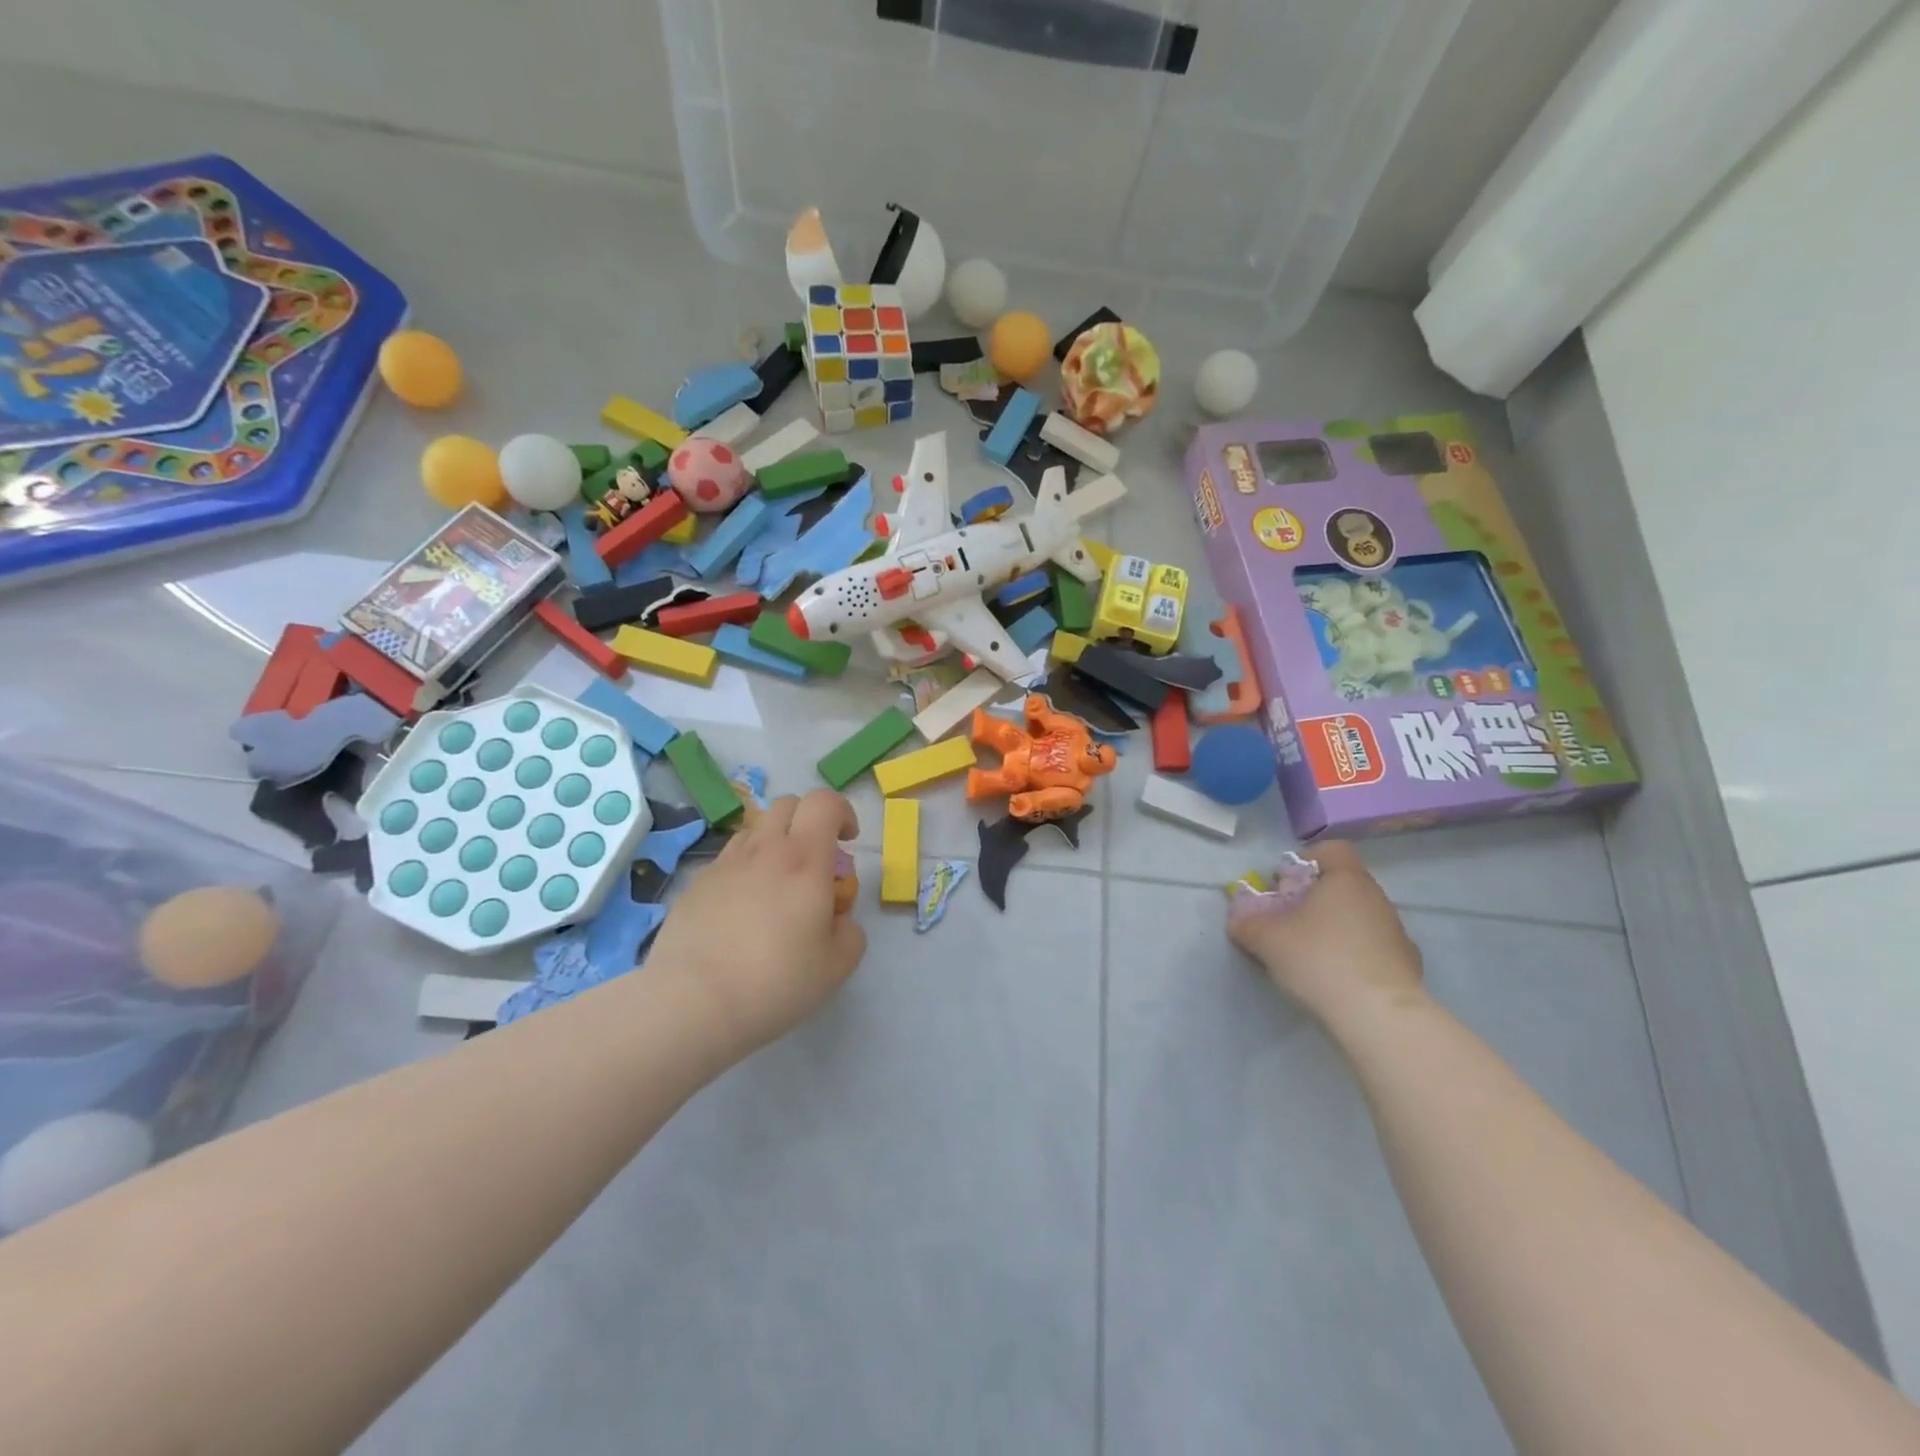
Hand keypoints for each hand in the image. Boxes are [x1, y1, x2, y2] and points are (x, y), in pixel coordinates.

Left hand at [649, 790, 866, 1058]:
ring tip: (777, 886)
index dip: (842, 812)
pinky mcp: (695, 885)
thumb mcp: (837, 965)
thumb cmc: (775, 982)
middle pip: (788, 804)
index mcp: (805, 860)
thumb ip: (849, 931)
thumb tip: (836, 918)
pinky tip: (741, 913)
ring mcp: (724, 864)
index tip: (847, 842)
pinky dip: (744, 871)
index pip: (825, 802)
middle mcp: (764, 850)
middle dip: (809, 821)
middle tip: (815, 861)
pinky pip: (728, 861)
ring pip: (755, 830)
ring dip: (775, 844)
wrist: (691, 1003)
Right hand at [1228, 842, 1423, 1022]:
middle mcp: (1376, 897)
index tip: (1285, 885)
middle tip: (1290, 922)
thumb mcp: (1265, 939)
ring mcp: (1396, 931)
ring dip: (1336, 927)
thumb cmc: (1319, 959)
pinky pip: (1374, 947)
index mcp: (1346, 879)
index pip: (1331, 850)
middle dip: (1315, 898)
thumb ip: (1247, 922)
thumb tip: (1239, 918)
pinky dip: (1355, 954)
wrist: (1378, 1016)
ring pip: (1359, 916)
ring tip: (1313, 955)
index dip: (1306, 861)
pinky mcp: (1408, 964)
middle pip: (1343, 884)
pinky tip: (1339, 978)